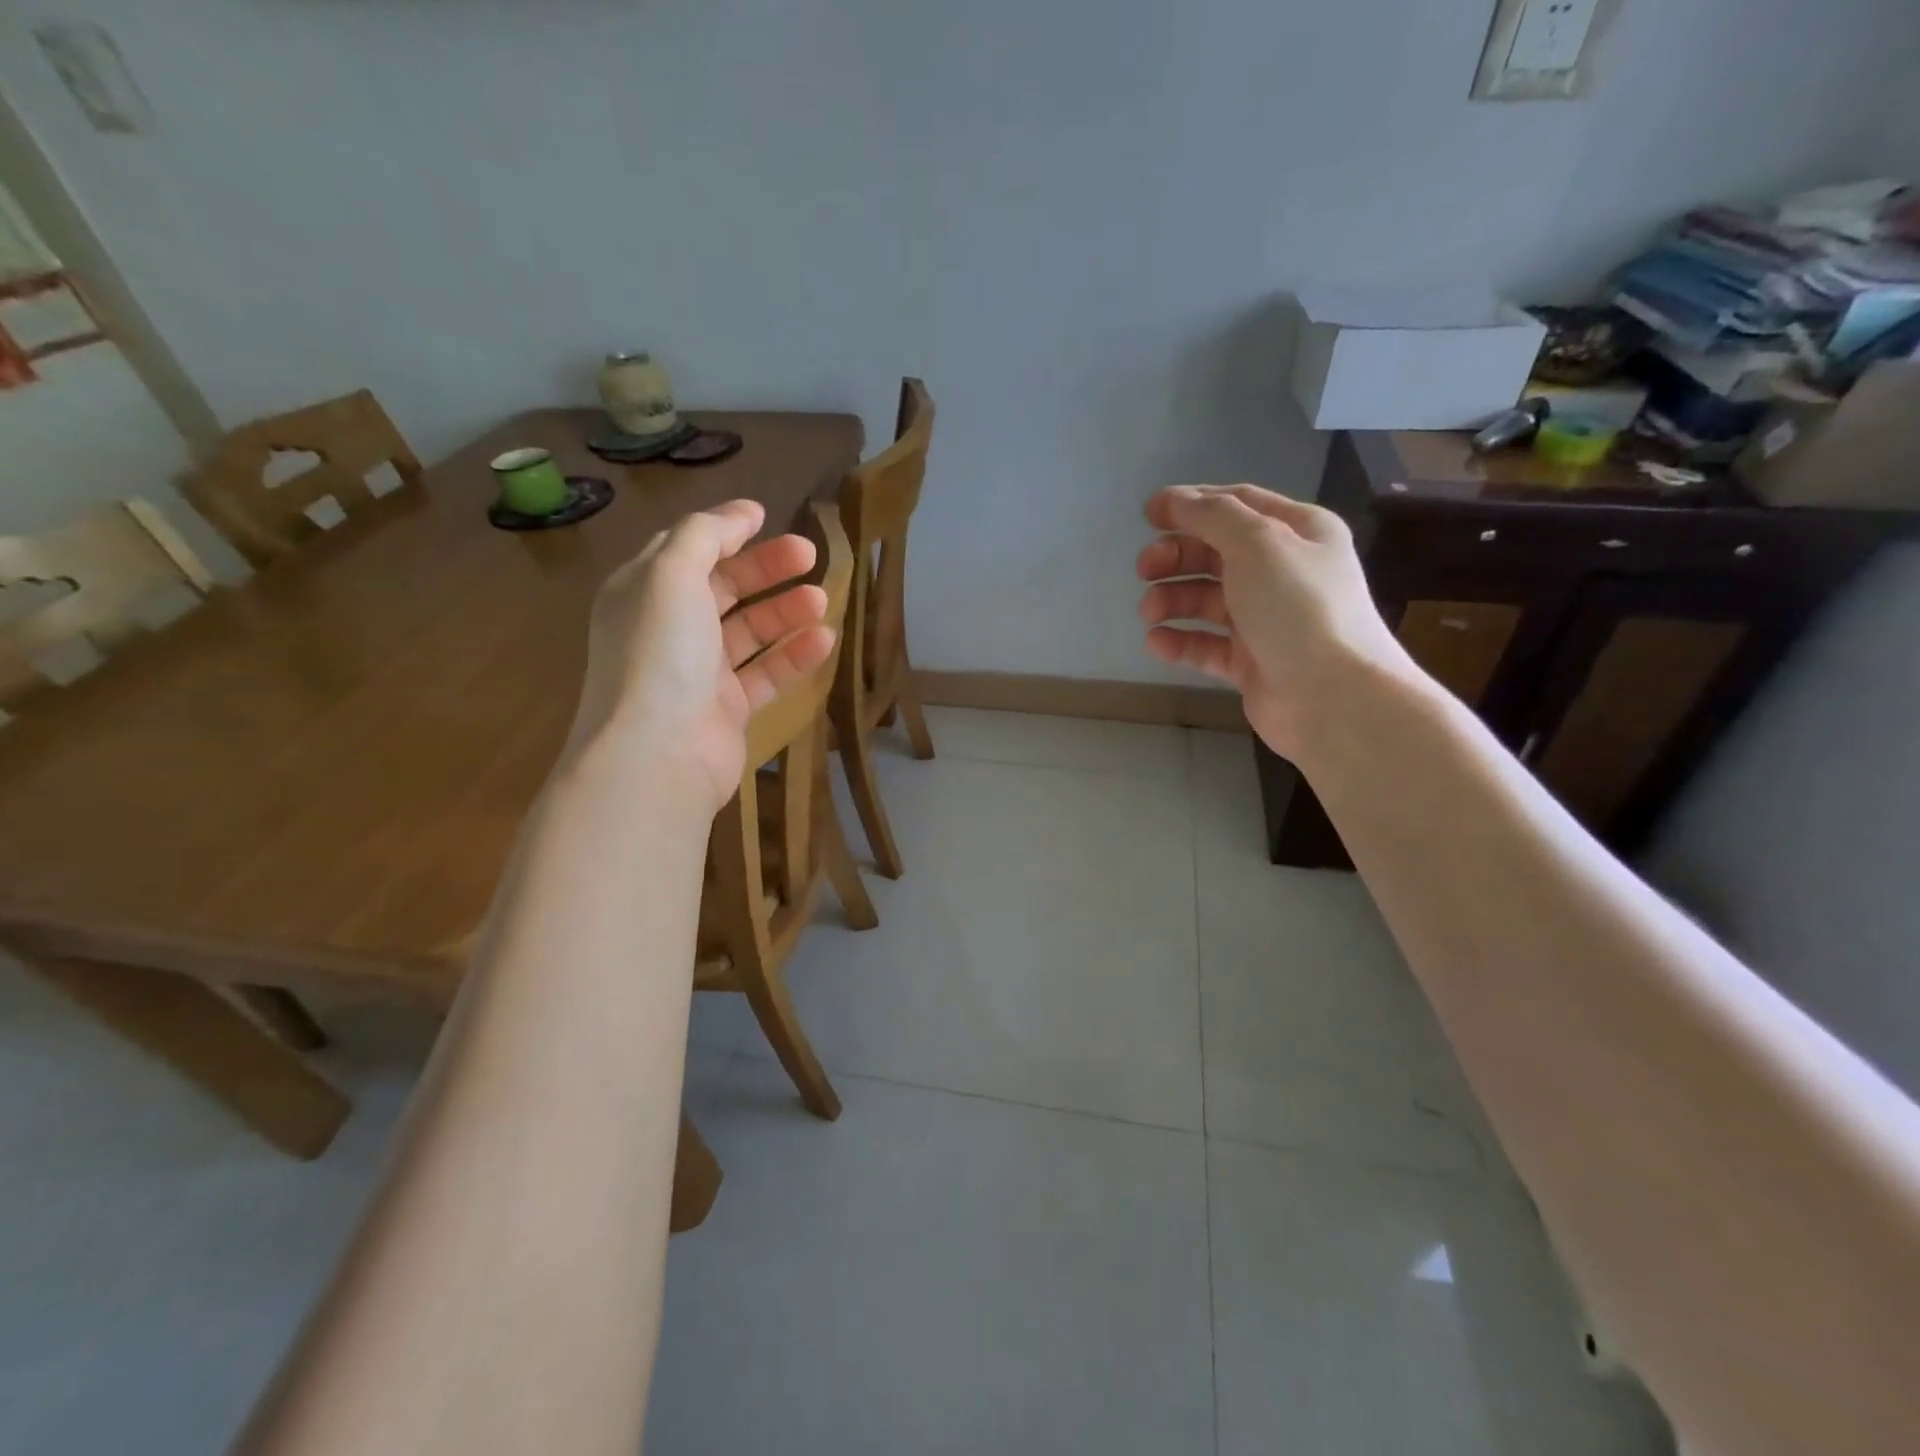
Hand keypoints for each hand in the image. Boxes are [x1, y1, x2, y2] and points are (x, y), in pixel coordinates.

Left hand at [571, 500, 834, 811]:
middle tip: (810, 555)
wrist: (659, 755)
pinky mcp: (726, 709)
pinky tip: (825, 641)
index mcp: (643, 592)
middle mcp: (668, 629)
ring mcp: (698, 673)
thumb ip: (705, 536)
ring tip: (821, 600)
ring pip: (748, 631)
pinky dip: (793, 656)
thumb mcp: (672, 575)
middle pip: (722, 588)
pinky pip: (765, 674)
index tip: (768, 517)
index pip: (686, 550)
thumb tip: (743, 513)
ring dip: (784, 612)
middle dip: (765, 568)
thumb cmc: (661, 655)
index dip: (725, 531)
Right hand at [1136, 484, 1412, 760]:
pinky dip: (1180, 641)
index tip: (1147, 515)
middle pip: (1217, 553)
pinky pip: (1206, 645)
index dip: (1191, 505)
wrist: (1333, 697)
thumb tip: (1173, 499)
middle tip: (1144, 569)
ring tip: (1149, 613)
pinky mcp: (1250, 662)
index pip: (1237, 504)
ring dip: (1172, 600)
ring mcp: (1266, 620)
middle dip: (1177, 557)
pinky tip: (1157, 643)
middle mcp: (1283, 572)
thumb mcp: (1258, 544)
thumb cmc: (1298, 608)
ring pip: (1207, 600)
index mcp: (1298, 532)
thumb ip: (1212, 516)